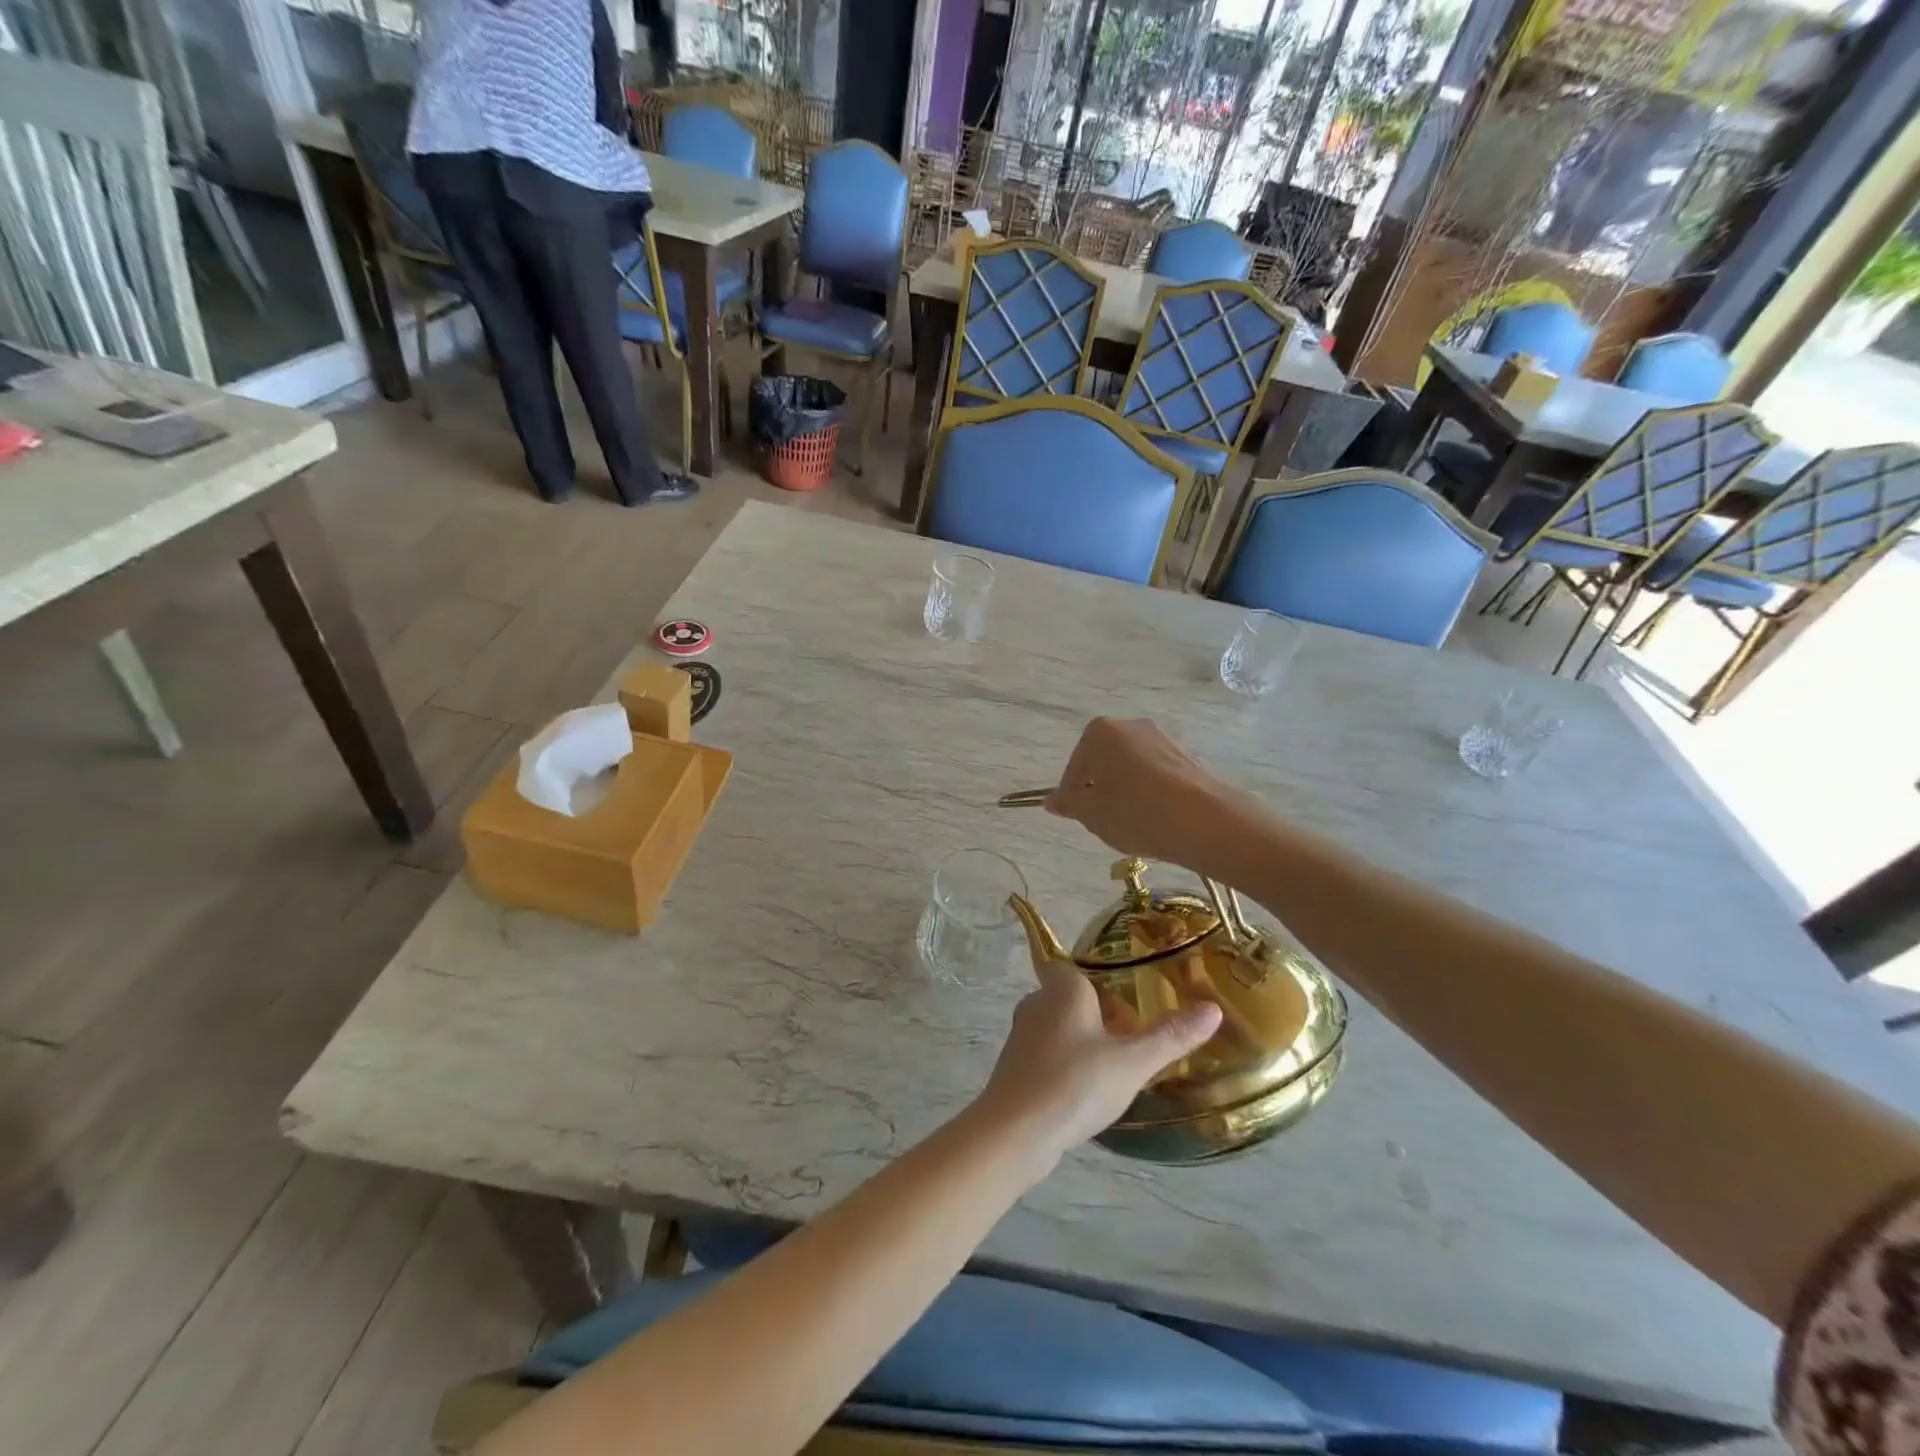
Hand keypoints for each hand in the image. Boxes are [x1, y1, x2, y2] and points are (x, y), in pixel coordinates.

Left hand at [974, 896, 1221, 1171]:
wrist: (1015, 1132)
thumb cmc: (1075, 1084)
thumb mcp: (1132, 1062)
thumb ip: (1171, 1035)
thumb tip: (1213, 1009)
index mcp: (1063, 988)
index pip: (1078, 968)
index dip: (1102, 983)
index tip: (1128, 1007)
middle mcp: (1037, 1002)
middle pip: (1073, 999)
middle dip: (1102, 1017)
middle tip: (1133, 1044)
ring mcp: (1021, 1035)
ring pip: (1060, 1028)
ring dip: (1086, 1043)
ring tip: (1116, 1071)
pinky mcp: (1015, 1067)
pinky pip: (1049, 1055)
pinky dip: (1068, 1066)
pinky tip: (1087, 1094)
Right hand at [1043, 718, 1229, 866]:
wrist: (1205, 821)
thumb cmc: (1135, 812)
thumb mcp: (1091, 814)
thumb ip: (1068, 803)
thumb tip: (1052, 800)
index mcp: (1100, 732)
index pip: (1075, 767)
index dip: (1073, 795)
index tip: (1079, 817)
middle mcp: (1132, 725)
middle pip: (1104, 762)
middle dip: (1100, 789)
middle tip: (1103, 820)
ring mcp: (1163, 738)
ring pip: (1131, 768)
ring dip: (1126, 791)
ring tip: (1132, 823)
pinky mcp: (1187, 756)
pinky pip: (1157, 774)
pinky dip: (1150, 792)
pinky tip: (1156, 818)